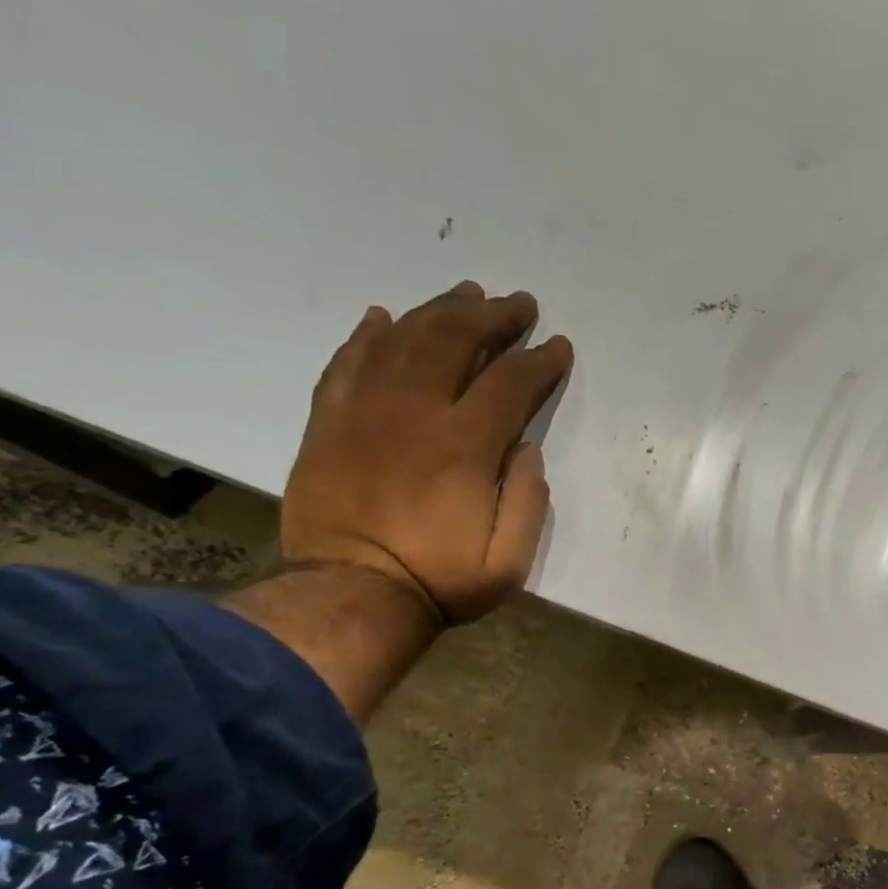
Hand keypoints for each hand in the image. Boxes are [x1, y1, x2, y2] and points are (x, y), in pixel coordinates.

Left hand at [281, 281, 573, 625]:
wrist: (352, 595)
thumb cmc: (440, 581)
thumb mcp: (509, 561)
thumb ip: (527, 501)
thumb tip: (526, 449)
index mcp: (464, 447)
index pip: (510, 383)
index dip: (539, 360)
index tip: (558, 346)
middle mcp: (414, 413)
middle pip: (454, 341)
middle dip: (493, 316)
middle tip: (519, 303)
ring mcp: (364, 411)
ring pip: (403, 339)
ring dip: (438, 310)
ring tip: (466, 294)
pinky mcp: (329, 422)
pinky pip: (346, 362)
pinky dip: (367, 335)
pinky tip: (383, 317)